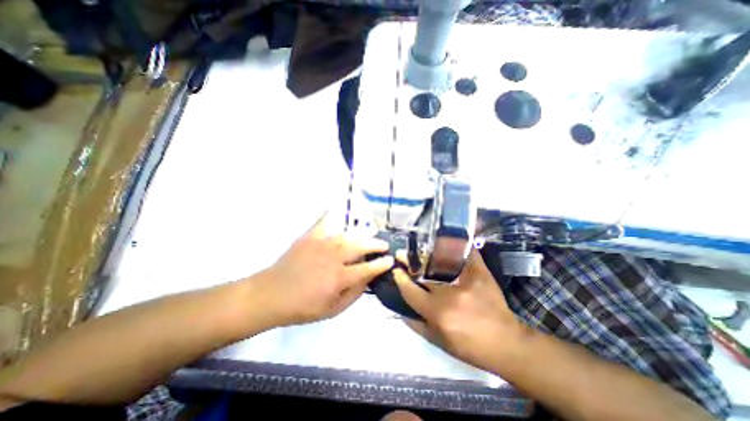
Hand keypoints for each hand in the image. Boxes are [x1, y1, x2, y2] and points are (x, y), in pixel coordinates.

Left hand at [253, 216, 393, 326]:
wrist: (271, 295)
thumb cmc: (303, 307)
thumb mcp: (332, 311)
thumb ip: (353, 294)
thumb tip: (368, 279)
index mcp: (339, 278)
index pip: (368, 269)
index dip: (382, 264)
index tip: (390, 260)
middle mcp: (333, 258)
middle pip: (361, 247)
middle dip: (376, 245)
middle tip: (384, 245)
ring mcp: (321, 244)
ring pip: (348, 235)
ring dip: (363, 234)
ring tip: (372, 233)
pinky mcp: (310, 237)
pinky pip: (324, 221)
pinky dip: (332, 213)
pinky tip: (338, 207)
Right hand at [393, 249, 523, 369]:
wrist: (507, 343)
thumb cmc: (470, 347)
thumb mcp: (439, 343)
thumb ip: (417, 326)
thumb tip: (401, 311)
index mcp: (437, 312)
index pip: (411, 291)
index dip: (400, 279)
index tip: (396, 270)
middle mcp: (449, 294)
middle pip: (424, 272)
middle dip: (410, 261)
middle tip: (402, 253)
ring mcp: (466, 281)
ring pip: (442, 260)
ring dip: (428, 253)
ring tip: (420, 247)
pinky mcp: (481, 274)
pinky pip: (467, 254)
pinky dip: (458, 246)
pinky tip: (448, 240)